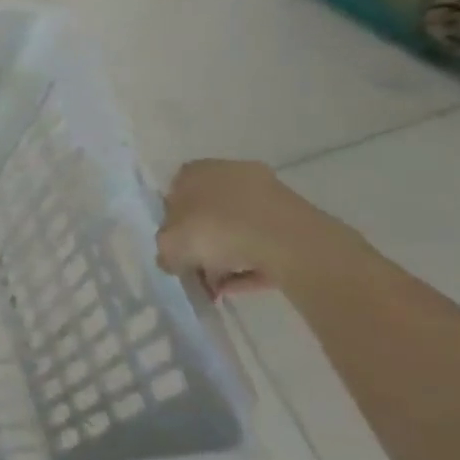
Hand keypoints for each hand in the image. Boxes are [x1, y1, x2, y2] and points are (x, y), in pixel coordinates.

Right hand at [156, 160, 344, 297]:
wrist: (285, 240)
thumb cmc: (214, 230)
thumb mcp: (169, 245)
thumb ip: (165, 252)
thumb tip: (173, 260)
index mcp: (195, 172)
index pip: (175, 194)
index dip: (171, 224)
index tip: (174, 247)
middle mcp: (230, 174)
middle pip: (209, 212)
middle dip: (202, 243)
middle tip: (196, 270)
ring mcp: (266, 194)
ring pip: (238, 228)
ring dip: (226, 256)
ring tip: (218, 287)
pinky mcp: (294, 218)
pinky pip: (263, 242)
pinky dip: (250, 263)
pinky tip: (239, 287)